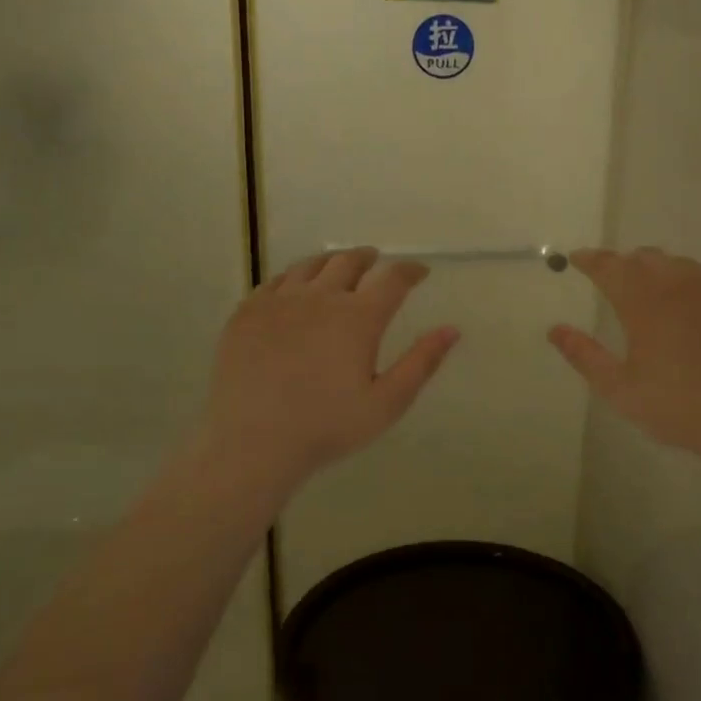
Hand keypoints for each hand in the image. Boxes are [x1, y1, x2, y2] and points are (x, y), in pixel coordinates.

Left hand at [197, 248, 459, 490]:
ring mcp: (280, 301)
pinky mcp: (248, 312)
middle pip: (349, 262)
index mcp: (358, 317)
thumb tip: (452, 330)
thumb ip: (422, 363)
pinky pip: (276, 281)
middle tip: (375, 261)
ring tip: (337, 267)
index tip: (419, 272)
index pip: (393, 279)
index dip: (410, 271)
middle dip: (368, 258)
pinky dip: (294, 277)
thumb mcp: (387, 403)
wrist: (252, 442)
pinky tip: (295, 287)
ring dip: (331, 262)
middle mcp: (320, 297)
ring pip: (310, 265)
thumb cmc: (327, 427)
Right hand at [549, 248, 700, 467]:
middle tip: (614, 277)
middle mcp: (678, 284)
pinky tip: (698, 302)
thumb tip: (555, 330)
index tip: (577, 259)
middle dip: (625, 263)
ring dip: (660, 269)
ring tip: (654, 287)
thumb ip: (584, 355)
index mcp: (642, 301)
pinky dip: (696, 284)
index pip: (609, 266)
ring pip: (681, 264)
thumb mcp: (619, 388)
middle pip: (645, 258)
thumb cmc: (677, 406)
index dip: (591, 260)